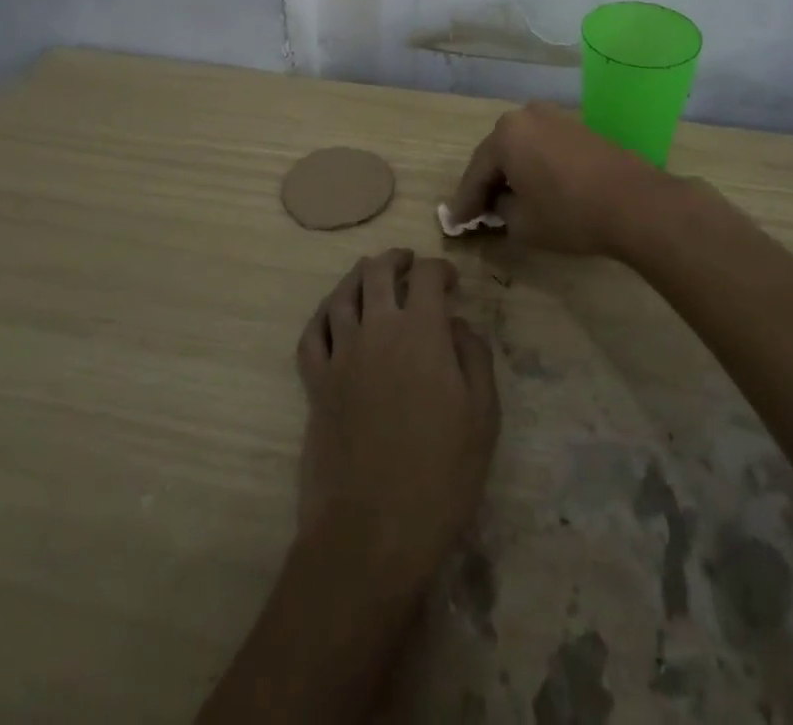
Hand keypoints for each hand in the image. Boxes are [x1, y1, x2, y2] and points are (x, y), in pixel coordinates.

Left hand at [294, 250, 499, 594]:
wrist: (372, 533)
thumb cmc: (440, 476)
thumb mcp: (482, 416)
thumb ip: (474, 358)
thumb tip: (457, 325)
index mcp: (421, 332)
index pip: (426, 276)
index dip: (440, 268)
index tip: (450, 281)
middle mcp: (376, 330)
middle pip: (377, 272)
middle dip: (395, 260)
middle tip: (408, 263)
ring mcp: (340, 356)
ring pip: (340, 295)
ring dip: (357, 277)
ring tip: (370, 275)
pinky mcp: (314, 385)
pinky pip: (310, 335)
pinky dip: (322, 316)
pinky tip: (332, 316)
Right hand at [446, 102, 681, 256]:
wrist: (634, 202)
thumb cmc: (569, 213)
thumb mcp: (522, 223)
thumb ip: (500, 211)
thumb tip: (499, 204)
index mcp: (505, 134)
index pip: (475, 173)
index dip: (465, 202)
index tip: (455, 224)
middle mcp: (526, 116)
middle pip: (496, 154)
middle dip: (487, 183)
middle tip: (477, 212)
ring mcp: (555, 118)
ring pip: (520, 148)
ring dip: (511, 173)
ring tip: (504, 201)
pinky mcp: (577, 128)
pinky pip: (542, 147)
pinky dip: (533, 166)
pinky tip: (533, 188)